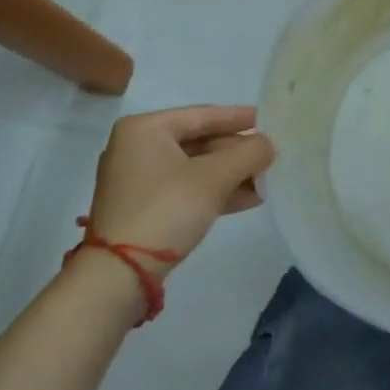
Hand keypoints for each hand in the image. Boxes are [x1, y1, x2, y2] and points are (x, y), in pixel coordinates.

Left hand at [89, 106, 275, 268]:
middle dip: (237, 152)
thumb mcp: (214, 177)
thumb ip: (248, 153)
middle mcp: (137, 148)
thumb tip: (268, 144)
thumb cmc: (166, 209)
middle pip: (200, 141)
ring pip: (195, 168)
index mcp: (145, 129)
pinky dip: (215, 191)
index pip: (203, 115)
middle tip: (270, 155)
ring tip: (266, 179)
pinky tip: (248, 198)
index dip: (239, 118)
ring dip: (231, 174)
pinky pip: (186, 188)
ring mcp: (138, 180)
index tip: (269, 120)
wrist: (119, 275)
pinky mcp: (143, 208)